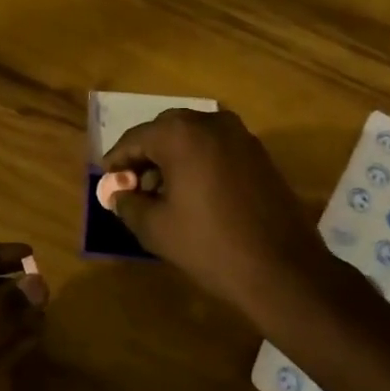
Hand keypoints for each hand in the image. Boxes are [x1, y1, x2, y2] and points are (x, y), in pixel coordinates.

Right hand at [102, 109, 342, 316]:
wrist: (282, 268)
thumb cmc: (210, 245)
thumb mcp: (155, 228)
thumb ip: (128, 204)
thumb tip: (118, 193)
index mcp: (181, 133)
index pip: (135, 139)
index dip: (116, 161)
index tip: (107, 183)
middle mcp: (211, 122)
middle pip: (164, 132)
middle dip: (145, 156)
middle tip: (132, 187)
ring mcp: (240, 135)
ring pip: (193, 138)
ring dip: (172, 159)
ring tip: (161, 194)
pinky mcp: (259, 154)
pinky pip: (216, 148)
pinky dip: (198, 162)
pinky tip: (193, 194)